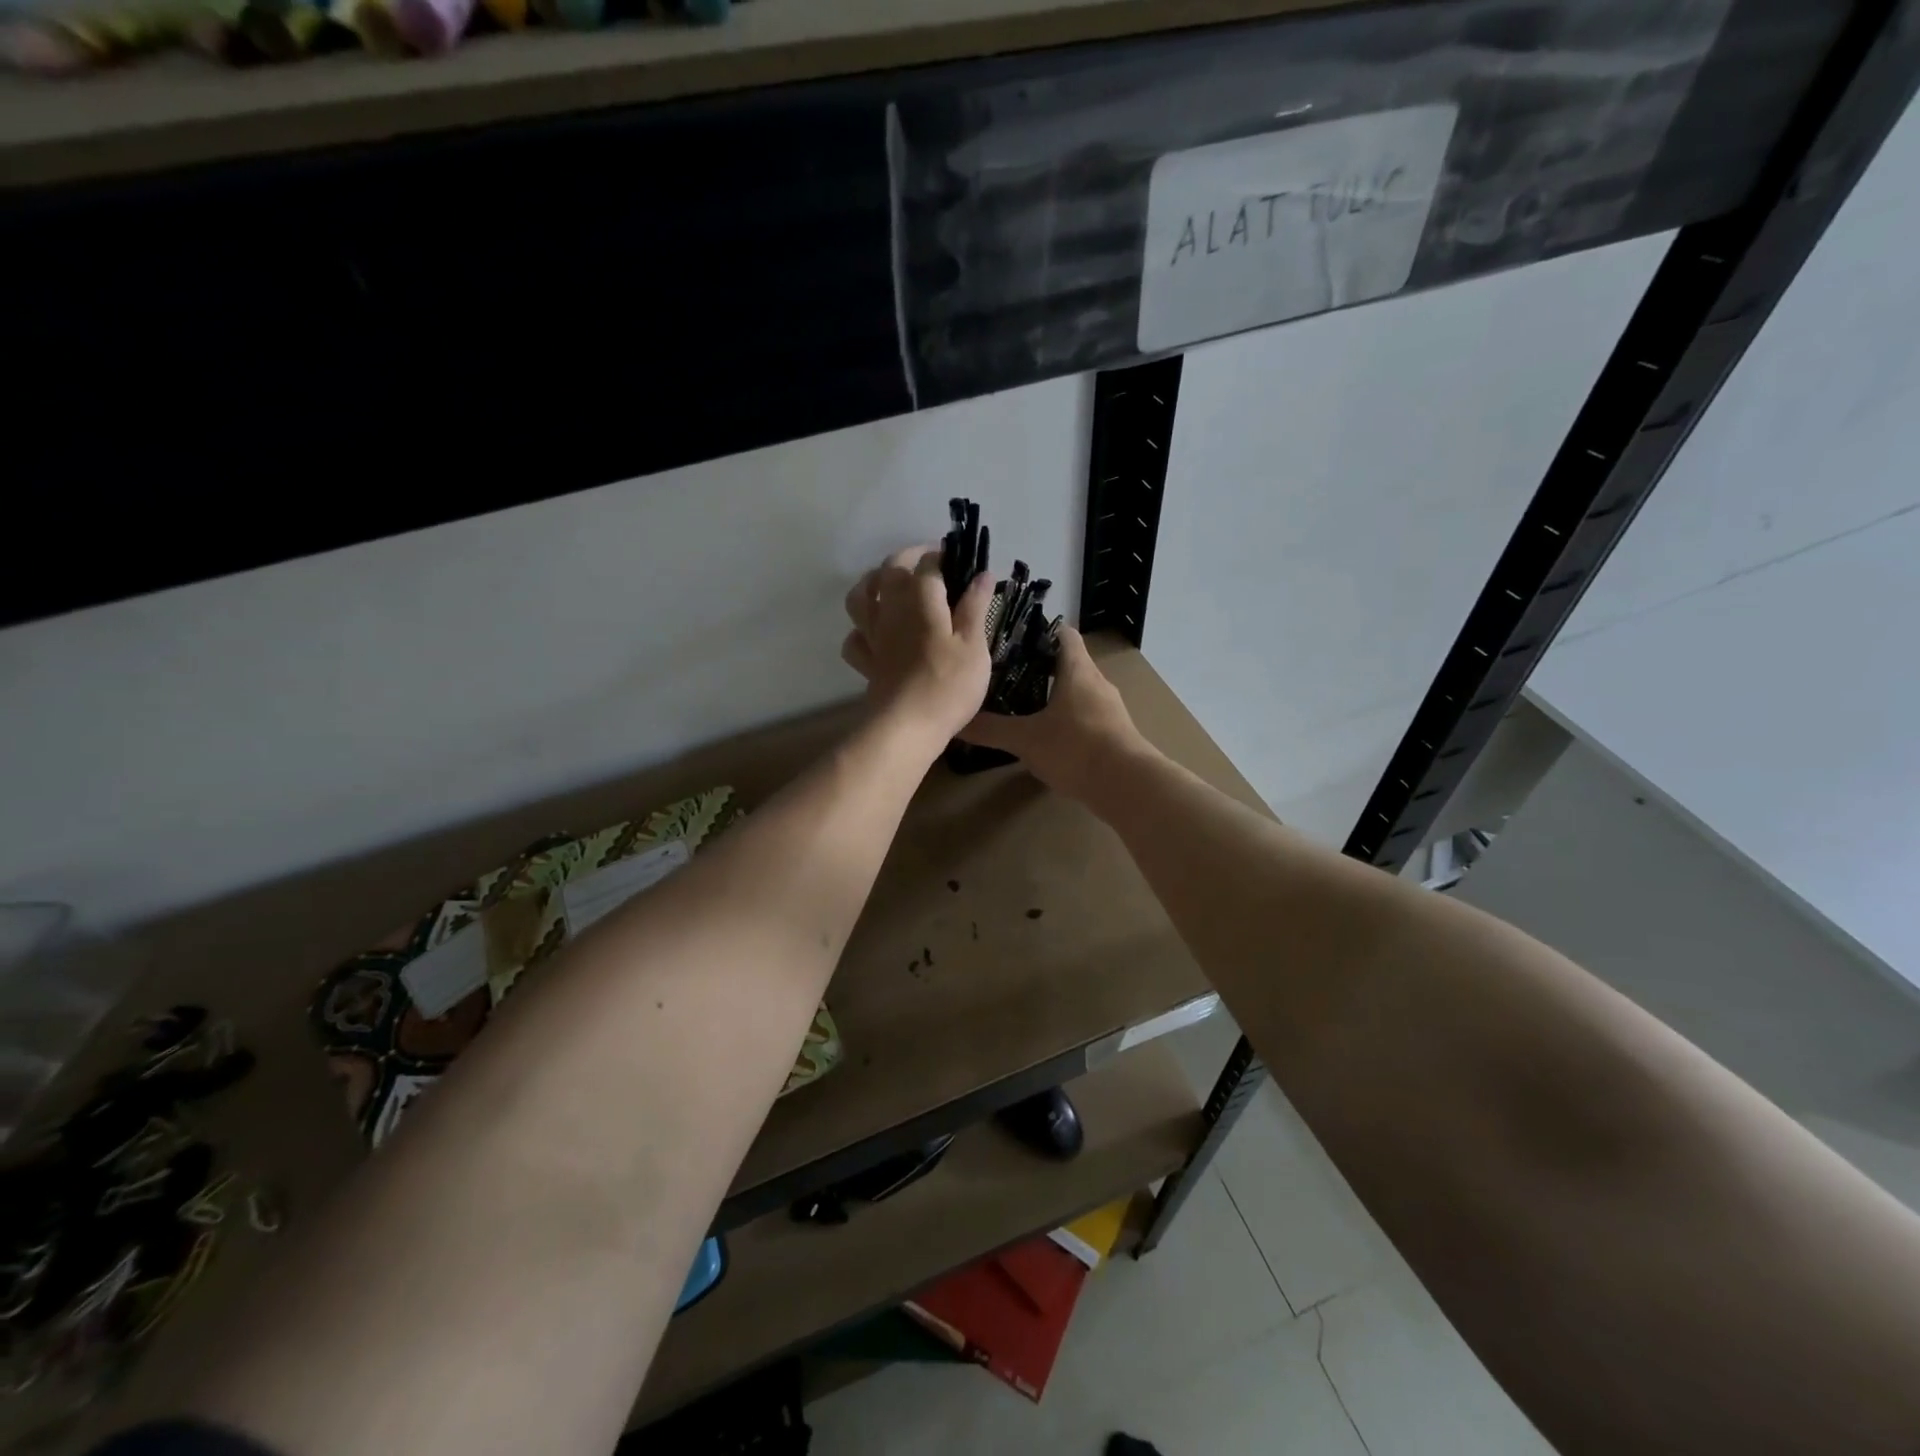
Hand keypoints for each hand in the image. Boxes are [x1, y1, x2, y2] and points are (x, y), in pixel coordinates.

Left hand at [841, 546, 993, 745]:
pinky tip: (873, 632)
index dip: (942, 556)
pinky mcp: (867, 663)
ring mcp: (874, 636)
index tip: (958, 559)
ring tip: (888, 583)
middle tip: (928, 561)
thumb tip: (982, 574)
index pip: (928, 565)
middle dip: (908, 558)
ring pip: (861, 597)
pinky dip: (860, 629)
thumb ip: (975, 607)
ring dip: (872, 583)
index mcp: (920, 600)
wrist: (908, 726)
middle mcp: (891, 610)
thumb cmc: (949, 684)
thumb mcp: (974, 644)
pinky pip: (854, 638)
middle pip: (890, 570)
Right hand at [958, 626, 1150, 802]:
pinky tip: (1049, 738)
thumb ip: (991, 730)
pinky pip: (1087, 718)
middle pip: (1070, 664)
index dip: (1040, 631)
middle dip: (1041, 667)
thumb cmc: (1075, 748)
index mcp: (1077, 670)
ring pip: (1079, 692)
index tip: (1014, 638)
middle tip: (1008, 675)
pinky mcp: (1115, 734)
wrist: (1127, 785)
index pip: (1063, 634)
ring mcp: (1110, 709)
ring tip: (1023, 706)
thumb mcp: (1025, 739)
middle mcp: (1097, 683)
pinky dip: (1068, 721)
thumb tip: (956, 722)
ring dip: (1055, 696)